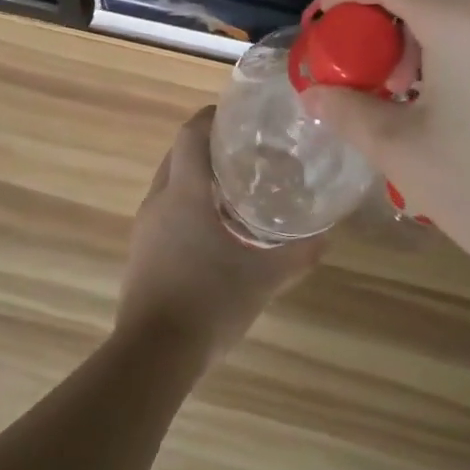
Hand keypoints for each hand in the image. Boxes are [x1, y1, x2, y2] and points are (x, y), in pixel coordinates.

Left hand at [117, 107, 324, 368]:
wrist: (155, 352)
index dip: (212, 117)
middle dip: (209, 147)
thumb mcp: (265, 277)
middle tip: (249, 154)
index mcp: (185, 192)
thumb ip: (299, 253)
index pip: (191, 133)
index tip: (240, 117)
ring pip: (170, 183)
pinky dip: (188, 206)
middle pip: (179, 154)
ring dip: (198, 178)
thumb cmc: (210, 301)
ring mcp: (145, 226)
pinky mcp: (141, 250)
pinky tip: (215, 230)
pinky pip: (165, 211)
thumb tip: (327, 234)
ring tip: (237, 190)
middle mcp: (160, 200)